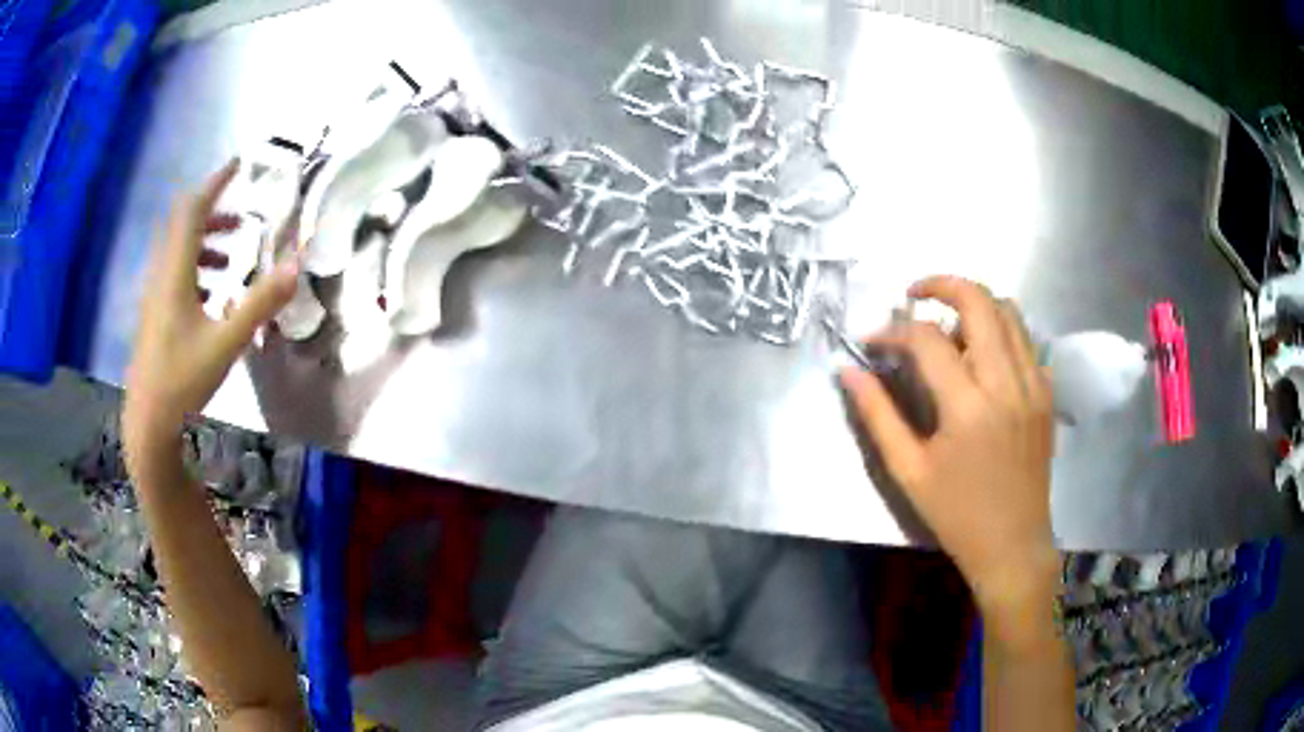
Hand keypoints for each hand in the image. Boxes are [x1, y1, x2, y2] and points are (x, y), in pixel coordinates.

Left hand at [122, 159, 297, 475]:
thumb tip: (297, 265)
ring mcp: (155, 295)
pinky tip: (212, 295)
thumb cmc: (183, 380)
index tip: (238, 166)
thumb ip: (260, 302)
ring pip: (178, 250)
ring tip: (232, 258)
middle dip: (214, 214)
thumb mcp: (226, 342)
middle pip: (183, 225)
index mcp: (175, 272)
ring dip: (205, 243)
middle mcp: (161, 274)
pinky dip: (195, 269)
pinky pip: (175, 274)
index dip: (215, 183)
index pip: (193, 209)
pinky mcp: (154, 314)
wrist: (148, 422)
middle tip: (242, 220)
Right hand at [841, 276, 1057, 612]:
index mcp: (968, 407)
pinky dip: (1000, 329)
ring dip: (974, 305)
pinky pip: (1025, 339)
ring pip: (1009, 311)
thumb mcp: (908, 470)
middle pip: (979, 301)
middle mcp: (1007, 383)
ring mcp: (1034, 384)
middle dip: (942, 285)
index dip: (892, 331)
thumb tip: (848, 370)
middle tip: (914, 295)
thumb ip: (877, 415)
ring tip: (949, 327)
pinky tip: (981, 355)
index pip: (927, 340)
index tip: (872, 341)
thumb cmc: (957, 514)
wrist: (1013, 544)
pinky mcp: (1046, 392)